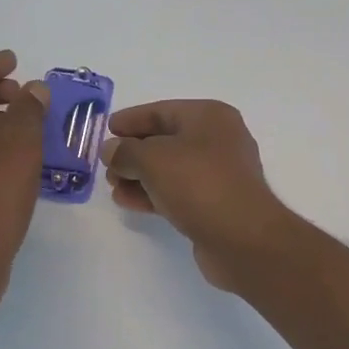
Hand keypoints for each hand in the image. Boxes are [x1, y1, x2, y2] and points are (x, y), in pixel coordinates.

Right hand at [101, 100, 291, 291]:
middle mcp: (219, 139)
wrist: (242, 237)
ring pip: (171, 168)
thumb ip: (126, 151)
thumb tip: (112, 150)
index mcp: (210, 117)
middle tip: (106, 165)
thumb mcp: (153, 159)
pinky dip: (153, 193)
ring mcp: (220, 173)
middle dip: (133, 152)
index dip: (132, 120)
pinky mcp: (216, 202)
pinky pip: (178, 191)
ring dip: (140, 176)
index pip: (162, 111)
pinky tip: (128, 202)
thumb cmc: (198, 183)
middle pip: (166, 140)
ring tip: (112, 187)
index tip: (106, 130)